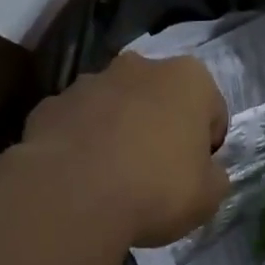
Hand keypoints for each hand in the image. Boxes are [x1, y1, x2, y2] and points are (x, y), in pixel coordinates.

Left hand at [22, 53, 229, 247]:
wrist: (71, 197)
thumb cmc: (156, 189)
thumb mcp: (209, 196)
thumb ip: (214, 175)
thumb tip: (206, 171)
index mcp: (188, 78)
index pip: (211, 109)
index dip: (207, 144)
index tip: (195, 173)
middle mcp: (139, 67)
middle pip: (159, 98)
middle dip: (160, 126)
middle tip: (156, 172)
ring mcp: (88, 82)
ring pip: (114, 106)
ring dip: (118, 130)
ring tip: (113, 177)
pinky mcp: (49, 105)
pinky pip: (76, 123)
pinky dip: (81, 142)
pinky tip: (79, 177)